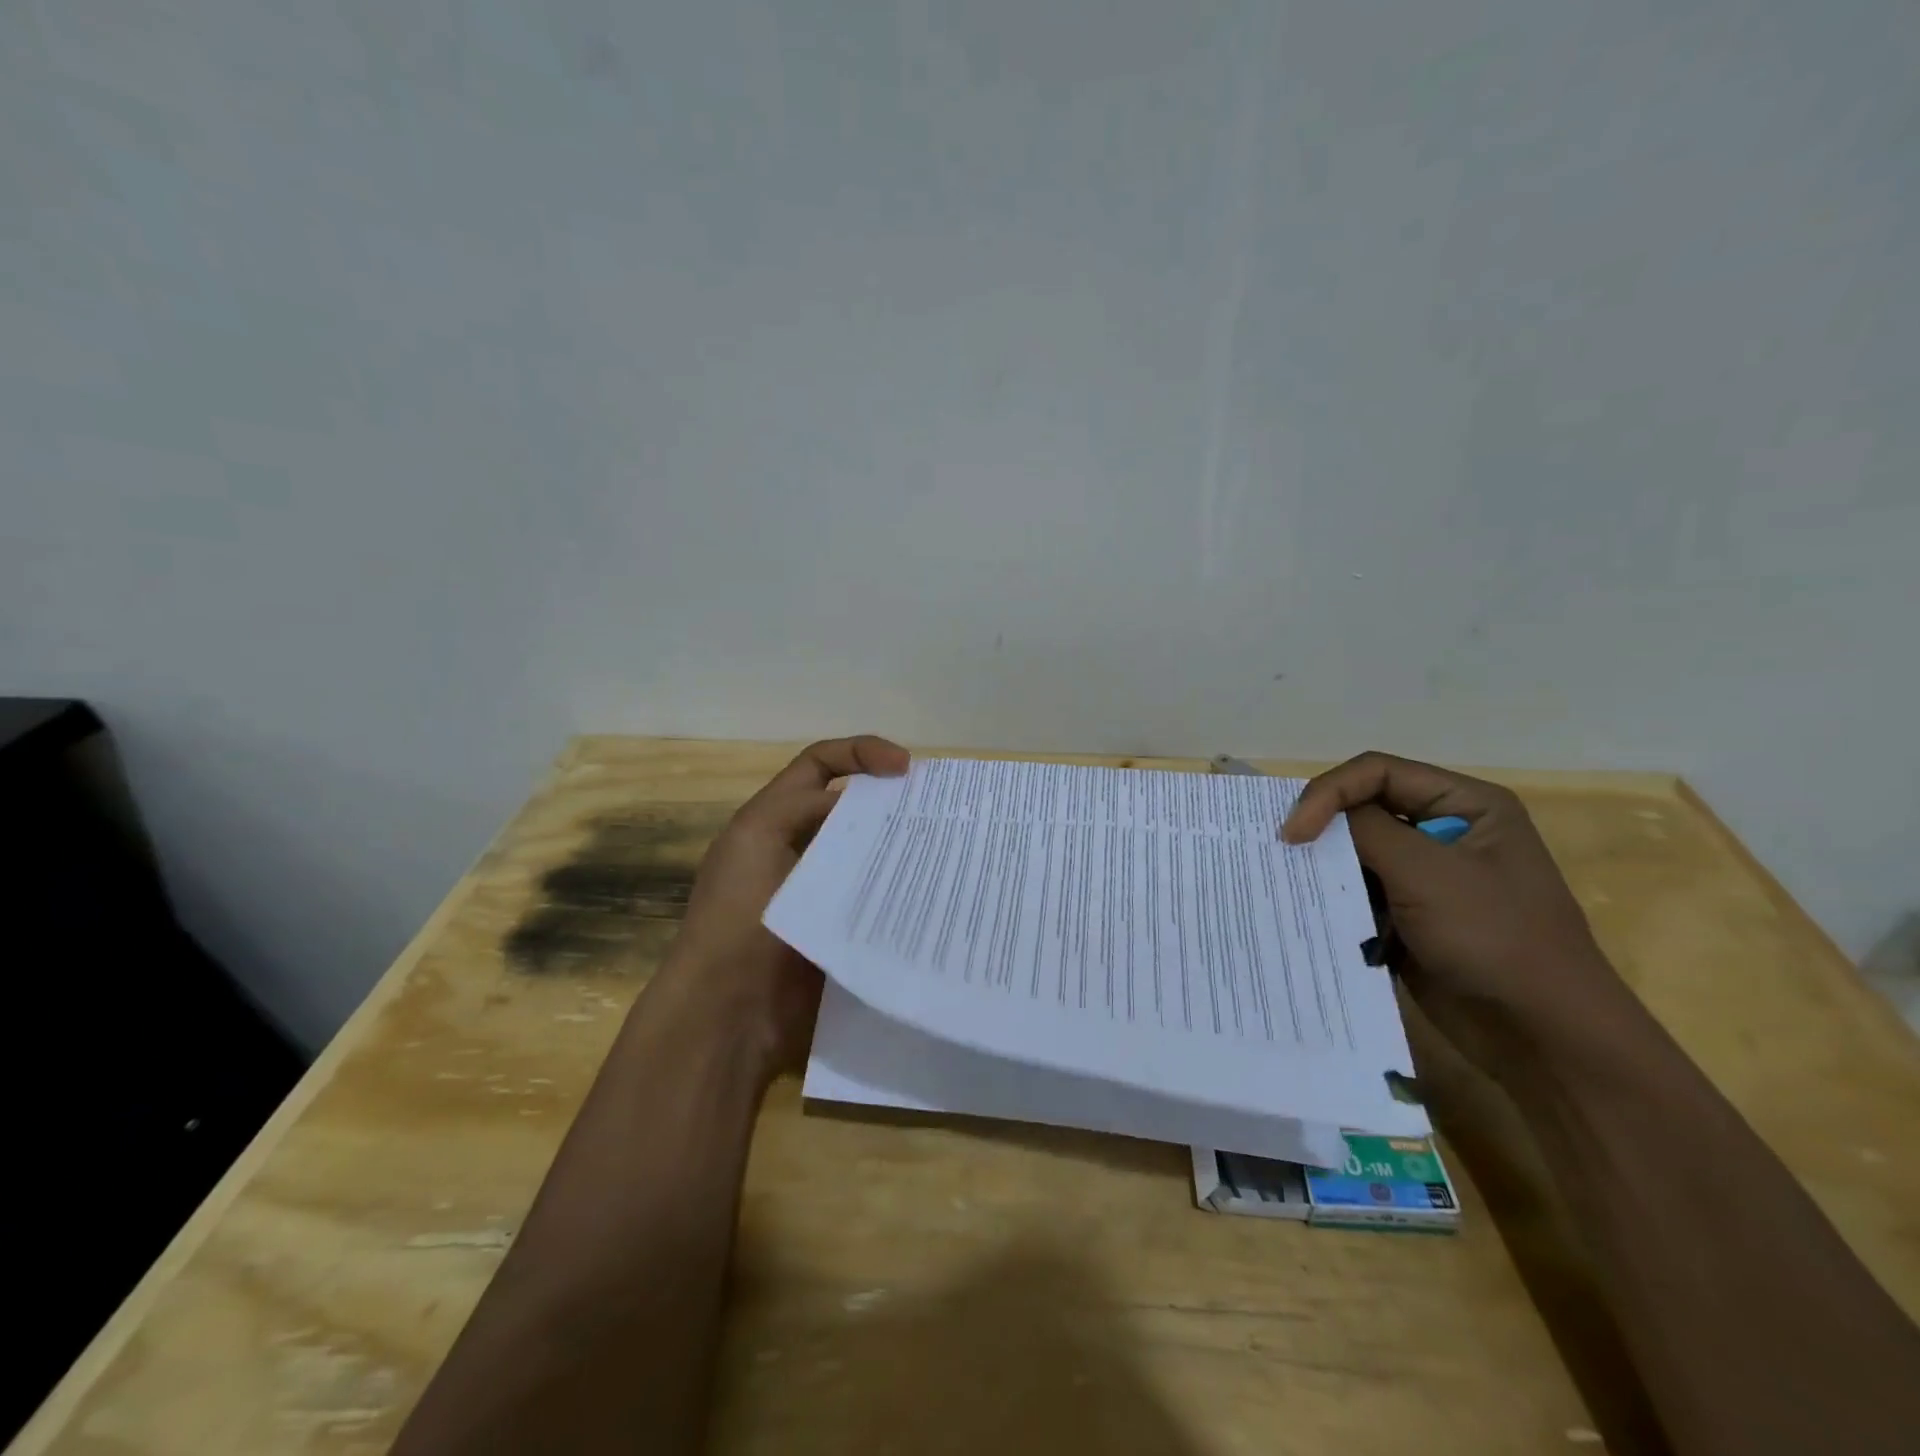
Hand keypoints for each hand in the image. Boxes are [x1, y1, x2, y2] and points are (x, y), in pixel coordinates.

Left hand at [664, 735, 909, 1072]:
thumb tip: (861, 802)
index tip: (905, 766)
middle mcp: (800, 849)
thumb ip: (804, 806)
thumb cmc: (737, 917)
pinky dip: (903, 892)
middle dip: (893, 800)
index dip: (861, 753)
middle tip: (940, 808)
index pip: (820, 765)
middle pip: (854, 808)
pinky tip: (935, 893)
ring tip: (947, 848)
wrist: (729, 1014)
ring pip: (872, 853)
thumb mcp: (758, 838)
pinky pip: (879, 899)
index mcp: (773, 820)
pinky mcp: (843, 930)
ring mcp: (823, 892)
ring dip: (903, 847)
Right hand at [1282, 751, 1632, 1074]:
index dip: (1328, 793)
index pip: (1377, 772)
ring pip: (1358, 851)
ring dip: (1324, 864)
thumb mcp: (1426, 871)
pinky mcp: (1411, 915)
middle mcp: (1446, 830)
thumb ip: (1366, 830)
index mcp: (1465, 804)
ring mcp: (1428, 876)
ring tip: (1285, 879)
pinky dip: (1334, 897)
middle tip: (1279, 850)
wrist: (1543, 1035)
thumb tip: (1313, 818)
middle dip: (1322, 826)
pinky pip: (1361, 891)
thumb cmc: (1493, 937)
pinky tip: (1308, 909)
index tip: (1293, 833)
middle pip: (1364, 807)